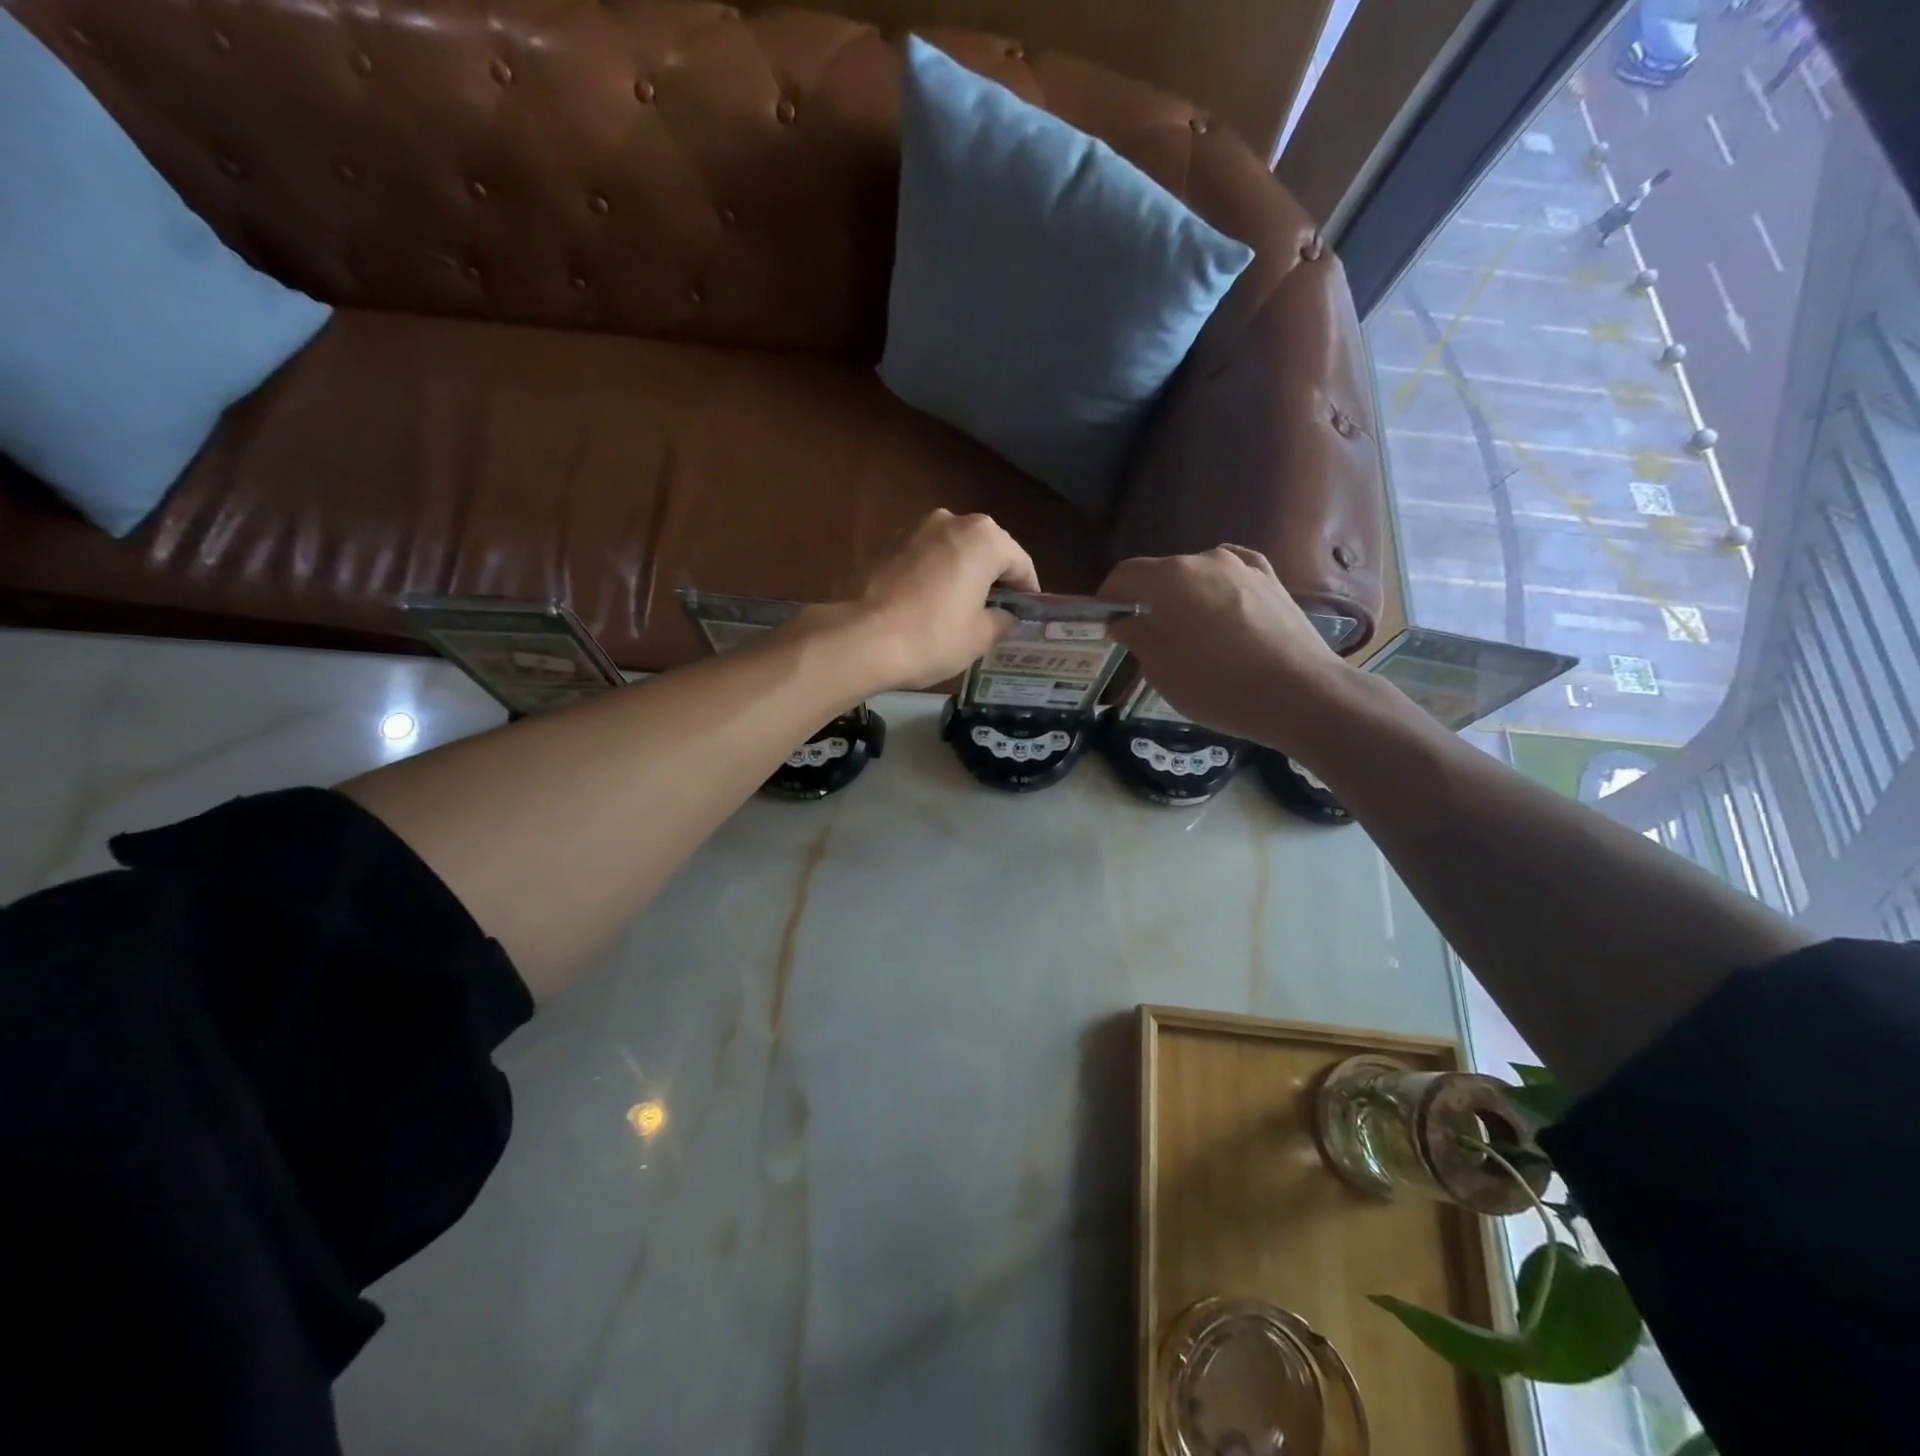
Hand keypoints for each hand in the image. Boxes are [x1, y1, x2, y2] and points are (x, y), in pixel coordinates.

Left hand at [819, 510, 1039, 691]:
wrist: (860, 638)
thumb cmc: (932, 637)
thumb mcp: (979, 637)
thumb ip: (1001, 620)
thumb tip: (1005, 616)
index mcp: (984, 538)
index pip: (1020, 563)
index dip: (1027, 591)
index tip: (1026, 614)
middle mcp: (951, 520)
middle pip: (985, 550)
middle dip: (993, 578)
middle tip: (996, 611)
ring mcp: (914, 529)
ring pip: (952, 551)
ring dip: (961, 573)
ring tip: (961, 608)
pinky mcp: (886, 544)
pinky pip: (923, 558)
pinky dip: (933, 575)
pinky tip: (928, 604)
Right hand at [1101, 546, 1349, 749]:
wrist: (1297, 694)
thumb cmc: (1214, 683)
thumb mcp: (1159, 668)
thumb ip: (1136, 636)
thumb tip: (1125, 621)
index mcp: (1169, 577)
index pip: (1126, 574)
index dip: (1108, 596)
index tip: (1103, 620)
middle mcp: (1206, 559)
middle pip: (1163, 574)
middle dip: (1147, 600)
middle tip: (1143, 635)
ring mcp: (1244, 569)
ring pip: (1200, 576)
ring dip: (1185, 598)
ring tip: (1187, 632)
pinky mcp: (1274, 583)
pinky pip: (1234, 578)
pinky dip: (1218, 592)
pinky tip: (1220, 608)